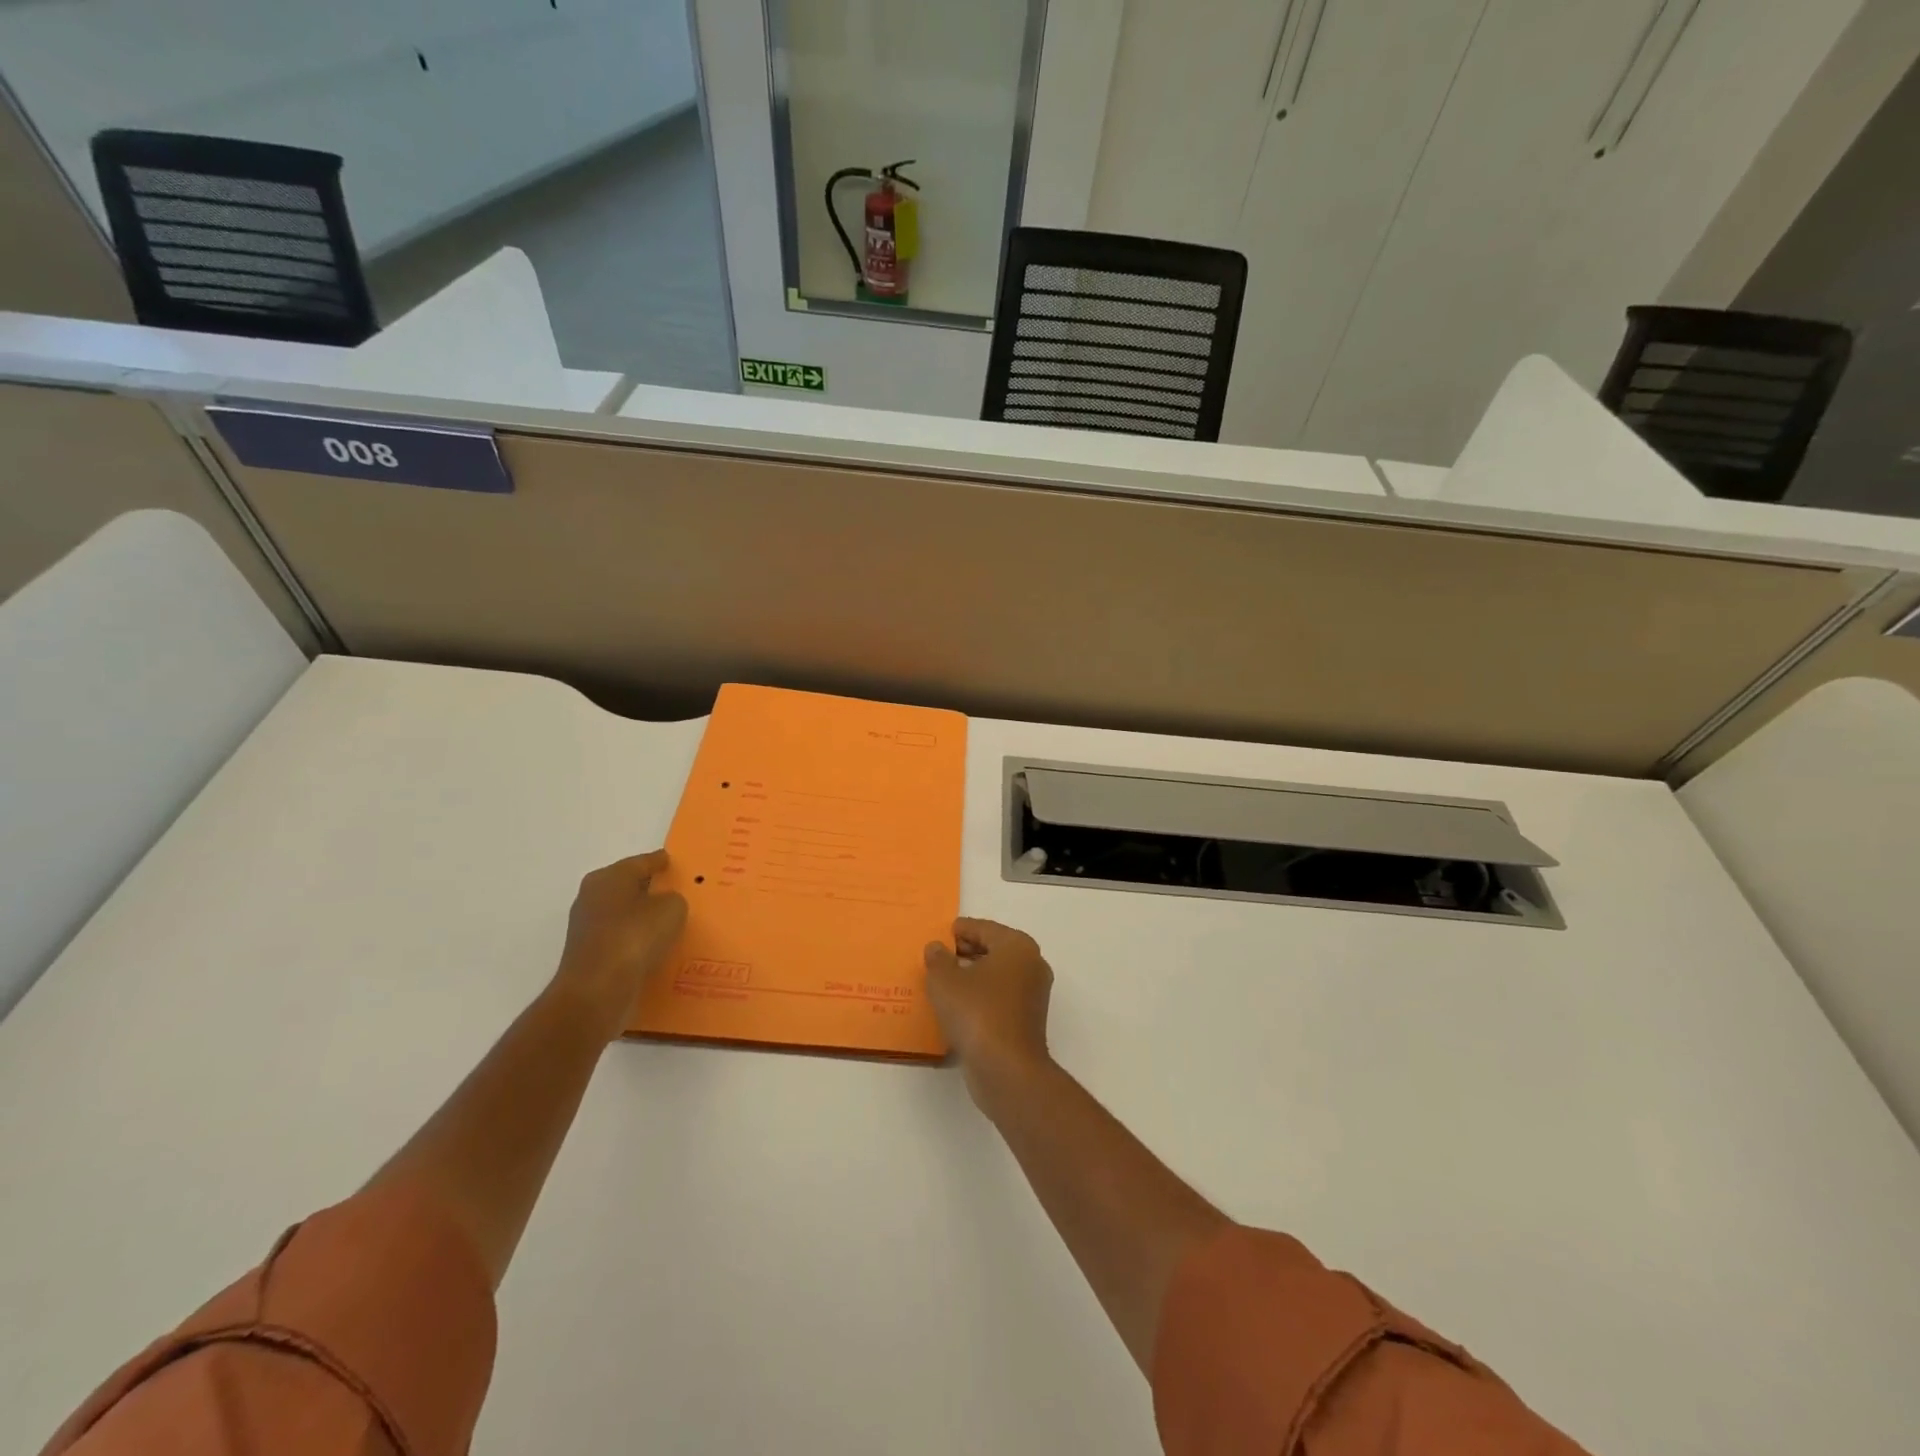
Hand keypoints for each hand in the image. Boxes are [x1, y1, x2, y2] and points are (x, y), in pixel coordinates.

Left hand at [551, 850, 687, 1040]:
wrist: (596, 992)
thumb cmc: (634, 937)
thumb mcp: (671, 908)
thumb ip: (673, 899)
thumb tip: (664, 905)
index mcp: (609, 877)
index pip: (641, 862)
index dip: (660, 861)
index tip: (674, 862)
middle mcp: (592, 897)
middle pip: (629, 887)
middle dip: (651, 890)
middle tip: (678, 892)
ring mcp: (587, 929)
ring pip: (625, 915)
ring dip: (644, 918)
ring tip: (672, 924)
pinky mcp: (589, 956)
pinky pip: (622, 941)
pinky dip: (637, 942)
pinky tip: (657, 949)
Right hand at [924, 918, 1053, 1107]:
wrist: (1007, 1069)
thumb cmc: (977, 1012)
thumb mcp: (945, 981)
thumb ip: (938, 959)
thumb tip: (937, 948)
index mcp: (1017, 946)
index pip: (985, 928)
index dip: (962, 929)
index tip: (944, 932)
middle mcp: (1032, 965)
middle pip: (995, 949)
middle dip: (967, 951)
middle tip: (940, 955)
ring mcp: (1033, 995)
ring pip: (998, 975)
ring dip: (974, 975)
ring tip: (944, 979)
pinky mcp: (1028, 1021)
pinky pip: (1000, 997)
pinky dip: (981, 995)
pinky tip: (958, 1005)